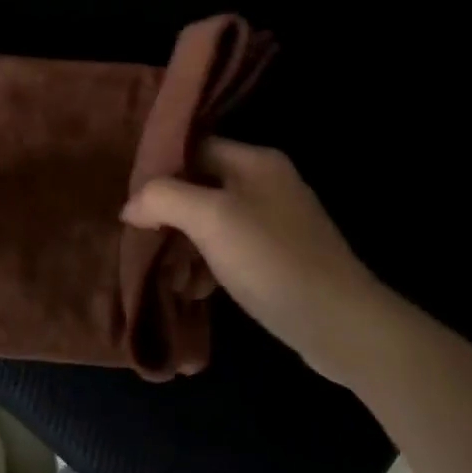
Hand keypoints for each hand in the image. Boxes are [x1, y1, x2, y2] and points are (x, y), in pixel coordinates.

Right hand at [122, 139, 385, 379]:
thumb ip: (164, 198)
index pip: (194, 148)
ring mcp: (276, 222)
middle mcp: (267, 183)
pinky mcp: (279, 257)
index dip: (160, 170)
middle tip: (143, 242)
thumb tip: (131, 205)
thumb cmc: (271, 260)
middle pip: (201, 187)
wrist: (340, 324)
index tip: (131, 199)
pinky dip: (208, 266)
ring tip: (168, 277)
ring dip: (185, 247)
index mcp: (255, 161)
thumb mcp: (211, 219)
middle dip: (169, 215)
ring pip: (212, 222)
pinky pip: (229, 250)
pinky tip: (195, 291)